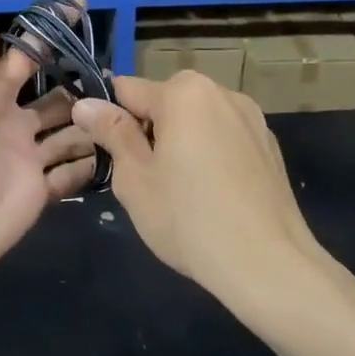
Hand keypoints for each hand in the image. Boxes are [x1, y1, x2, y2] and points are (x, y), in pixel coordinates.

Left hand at [0, 11, 98, 298]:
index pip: (24, 57)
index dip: (49, 34)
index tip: (82, 8)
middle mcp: (11, 122)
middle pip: (57, 96)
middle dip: (83, 82)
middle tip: (120, 75)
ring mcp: (27, 159)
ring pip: (71, 131)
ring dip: (94, 120)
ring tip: (130, 111)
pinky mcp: (38, 195)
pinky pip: (72, 173)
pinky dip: (92, 163)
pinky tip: (121, 152)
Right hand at [72, 73, 324, 301]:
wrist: (269, 265)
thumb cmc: (189, 220)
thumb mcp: (135, 178)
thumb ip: (111, 132)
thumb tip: (85, 103)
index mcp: (183, 93)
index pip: (126, 90)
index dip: (108, 119)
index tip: (106, 154)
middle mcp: (221, 92)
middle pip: (164, 101)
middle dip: (148, 130)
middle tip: (144, 178)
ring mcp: (251, 117)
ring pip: (196, 120)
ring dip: (180, 140)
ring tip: (181, 190)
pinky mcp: (269, 145)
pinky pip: (224, 137)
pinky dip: (210, 154)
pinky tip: (214, 195)